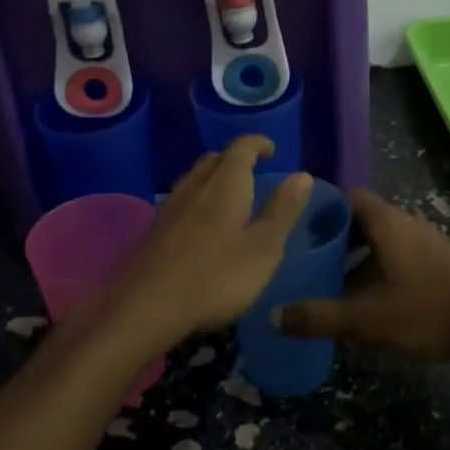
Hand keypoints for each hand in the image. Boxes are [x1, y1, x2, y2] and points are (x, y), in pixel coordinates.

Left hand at [99, 137, 312, 352]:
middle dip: (235, 159)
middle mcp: (195, 185)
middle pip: (215, 159)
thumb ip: (283, 210)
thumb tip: (303, 174)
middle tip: (254, 171)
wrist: (146, 306)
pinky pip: (182, 200)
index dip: (258, 143)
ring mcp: (170, 207)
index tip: (272, 149)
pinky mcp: (155, 229)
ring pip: (195, 178)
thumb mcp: (263, 248)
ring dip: (214, 178)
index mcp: (226, 184)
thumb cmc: (216, 276)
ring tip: (230, 196)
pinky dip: (198, 200)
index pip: (242, 148)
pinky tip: (202, 225)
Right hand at [276, 189, 449, 362]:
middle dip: (335, 236)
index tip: (296, 227)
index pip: (347, 197)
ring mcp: (427, 242)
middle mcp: (406, 223)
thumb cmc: (428, 311)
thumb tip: (273, 315)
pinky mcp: (441, 262)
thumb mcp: (367, 319)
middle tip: (308, 257)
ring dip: (358, 255)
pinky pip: (399, 254)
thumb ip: (319, 317)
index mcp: (386, 223)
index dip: (321, 208)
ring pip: (382, 239)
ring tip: (332, 281)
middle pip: (362, 218)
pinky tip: (371, 299)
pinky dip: (379, 267)